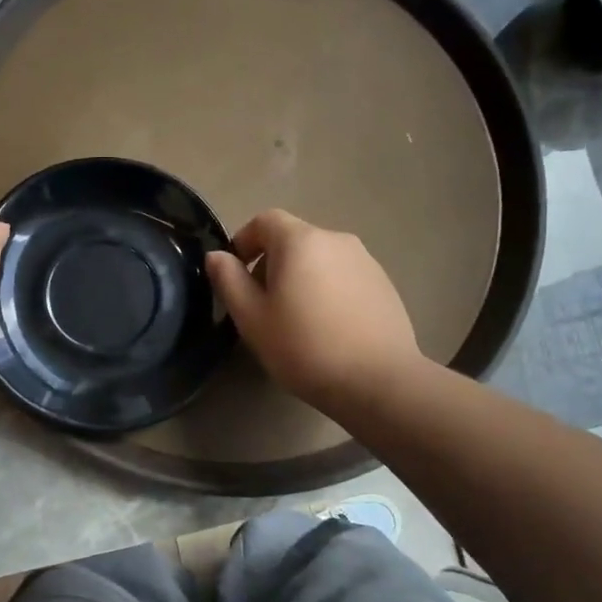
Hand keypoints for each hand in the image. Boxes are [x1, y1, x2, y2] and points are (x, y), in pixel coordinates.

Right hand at [205, 210, 423, 414]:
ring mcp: (366, 261)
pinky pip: (344, 276)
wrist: (378, 381)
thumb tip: (217, 255)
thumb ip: (229, 280)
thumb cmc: (304, 347)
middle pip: (293, 239)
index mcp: (300, 241)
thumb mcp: (252, 318)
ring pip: (319, 259)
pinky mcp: (384, 284)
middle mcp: (336, 239)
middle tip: (262, 305)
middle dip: (271, 263)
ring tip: (296, 320)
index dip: (243, 240)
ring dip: (300, 278)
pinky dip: (327, 290)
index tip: (235, 273)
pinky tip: (327, 328)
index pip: (264, 220)